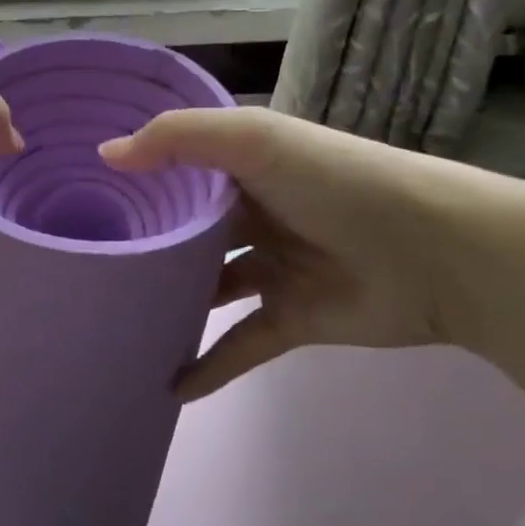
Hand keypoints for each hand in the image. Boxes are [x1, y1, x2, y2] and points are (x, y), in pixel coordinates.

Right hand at [101, 107, 485, 398]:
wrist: (436, 252)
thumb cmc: (335, 182)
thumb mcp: (253, 140)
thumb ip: (178, 140)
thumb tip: (107, 155)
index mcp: (247, 166)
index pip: (183, 168)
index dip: (142, 177)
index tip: (89, 191)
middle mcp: (257, 214)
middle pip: (192, 230)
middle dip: (151, 242)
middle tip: (93, 258)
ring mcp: (274, 268)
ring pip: (210, 286)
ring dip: (174, 300)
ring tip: (118, 313)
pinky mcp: (292, 318)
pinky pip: (240, 344)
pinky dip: (208, 366)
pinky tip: (168, 385)